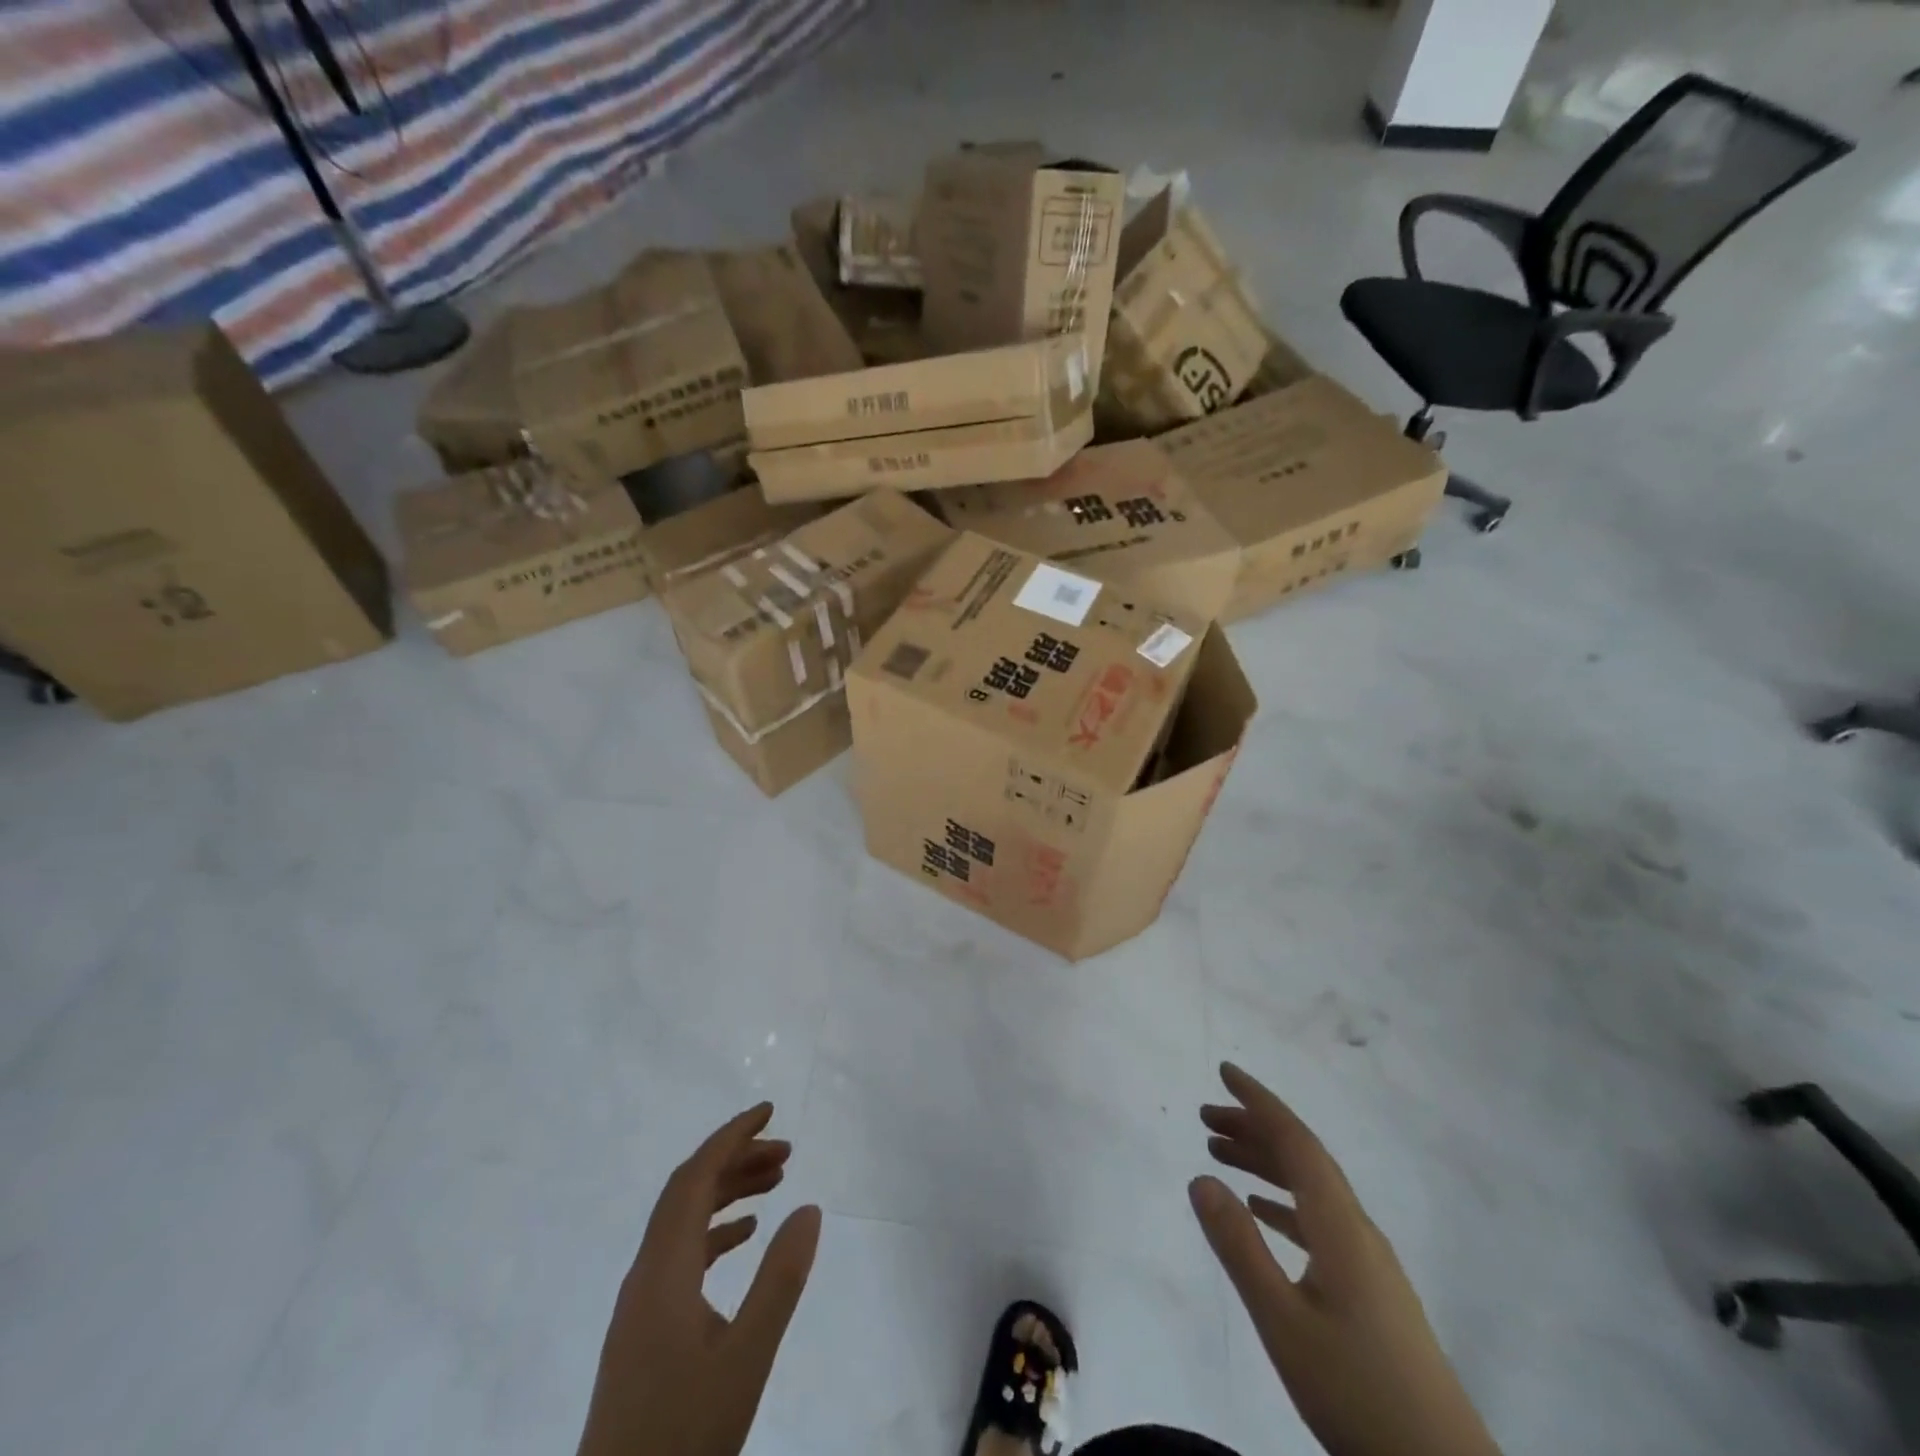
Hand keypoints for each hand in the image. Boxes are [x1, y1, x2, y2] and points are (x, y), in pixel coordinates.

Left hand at [578, 1104, 820, 1455]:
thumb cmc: (682, 1436)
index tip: (769, 1111)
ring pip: (685, 1223)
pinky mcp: (644, 1332)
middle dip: (736, 1160)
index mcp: (662, 1269)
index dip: (731, 1136)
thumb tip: (809, 1207)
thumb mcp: (746, 1358)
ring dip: (728, 1193)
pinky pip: (681, 1255)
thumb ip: (779, 1280)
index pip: (695, 1177)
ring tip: (777, 1183)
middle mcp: (645, 1275)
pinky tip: (746, 1238)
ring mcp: (641, 1305)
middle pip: (688, 1193)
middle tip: (787, 1151)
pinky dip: (716, 1232)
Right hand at [1189, 1064, 1499, 1455]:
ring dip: (1265, 1163)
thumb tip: (1199, 1178)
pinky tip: (1261, 1211)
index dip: (1259, 1102)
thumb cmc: (1357, 1390)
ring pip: (1310, 1189)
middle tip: (1205, 1118)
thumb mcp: (1283, 1321)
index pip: (1296, 1141)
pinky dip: (1283, 1203)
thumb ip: (1239, 1247)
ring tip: (1219, 1154)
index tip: (1224, 1071)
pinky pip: (1318, 1220)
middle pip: (1302, 1158)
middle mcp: (1356, 1229)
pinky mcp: (1371, 1290)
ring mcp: (1368, 1261)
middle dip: (1253, 1128)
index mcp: (1339, 1225)